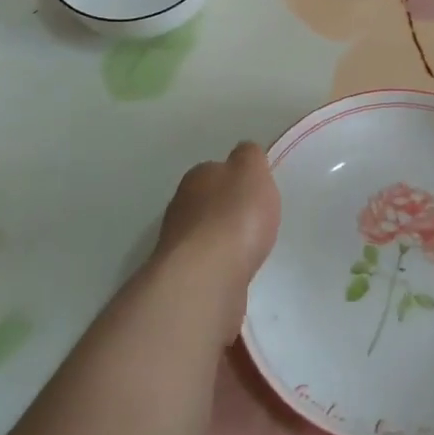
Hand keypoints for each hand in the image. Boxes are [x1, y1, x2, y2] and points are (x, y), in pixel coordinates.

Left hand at [155, 142, 280, 326]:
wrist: (206, 279)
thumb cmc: (234, 217)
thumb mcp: (252, 171)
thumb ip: (250, 157)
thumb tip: (243, 153)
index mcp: (197, 177)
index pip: (216, 170)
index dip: (236, 179)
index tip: (255, 192)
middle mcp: (181, 207)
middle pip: (207, 203)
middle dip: (226, 211)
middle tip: (254, 222)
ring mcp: (177, 246)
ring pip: (204, 237)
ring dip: (222, 242)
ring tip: (248, 251)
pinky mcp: (183, 281)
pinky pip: (207, 267)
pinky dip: (220, 268)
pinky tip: (236, 274)